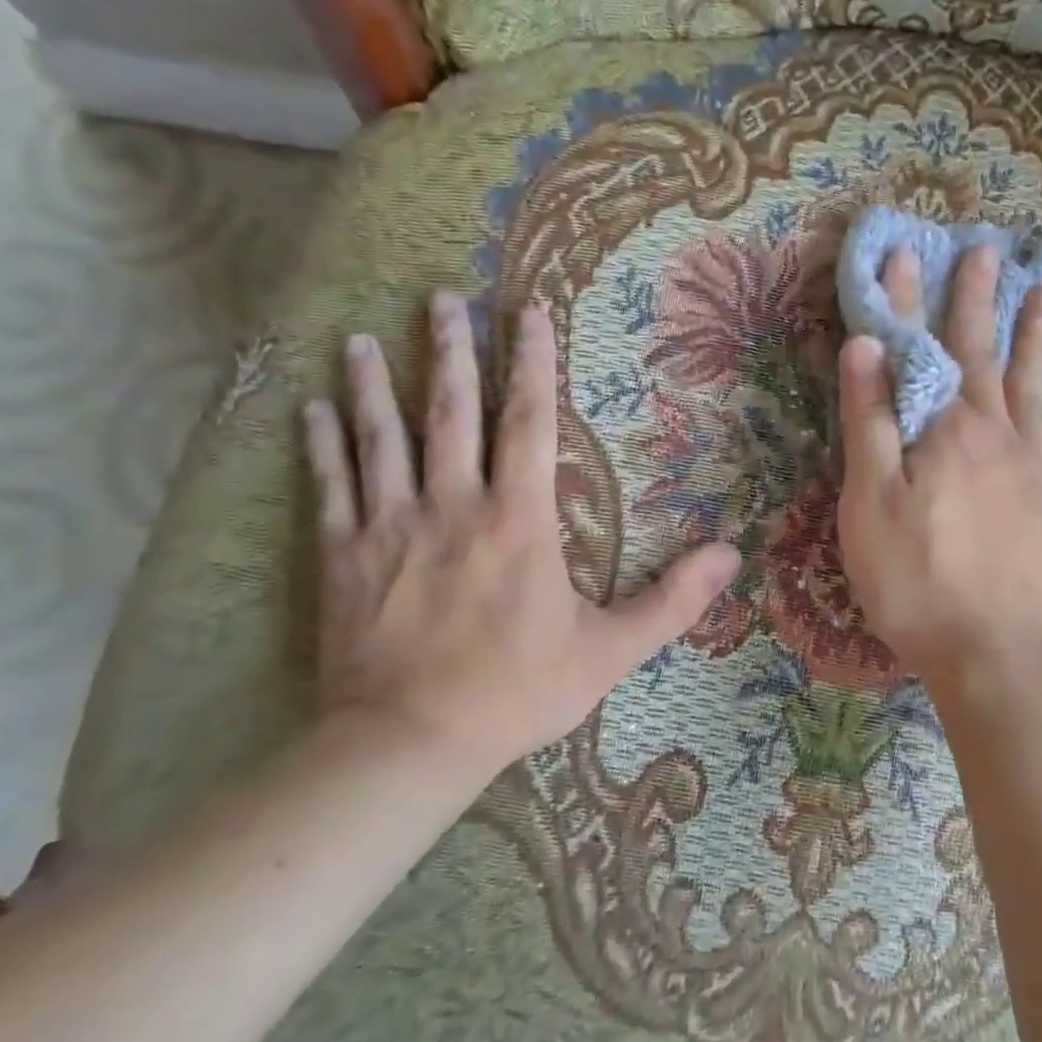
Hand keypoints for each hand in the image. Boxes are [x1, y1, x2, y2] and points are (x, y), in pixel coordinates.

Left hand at [303, 293, 739, 772]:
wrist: (410, 743)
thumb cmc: (518, 691)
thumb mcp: (611, 650)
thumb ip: (673, 600)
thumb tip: (731, 555)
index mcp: (519, 520)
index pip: (528, 424)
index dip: (532, 365)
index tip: (528, 314)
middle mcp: (453, 505)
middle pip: (451, 414)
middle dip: (451, 353)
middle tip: (442, 299)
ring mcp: (390, 527)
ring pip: (381, 439)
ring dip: (376, 385)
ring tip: (365, 337)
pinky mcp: (343, 557)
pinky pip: (330, 488)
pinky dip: (321, 445)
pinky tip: (310, 408)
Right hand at [836, 245, 1041, 687]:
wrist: (992, 648)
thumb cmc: (915, 578)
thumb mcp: (869, 502)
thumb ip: (869, 421)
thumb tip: (866, 345)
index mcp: (943, 429)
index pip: (919, 348)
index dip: (908, 300)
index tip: (904, 253)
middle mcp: (993, 431)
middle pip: (983, 352)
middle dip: (978, 299)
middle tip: (986, 251)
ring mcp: (1031, 463)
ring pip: (1034, 382)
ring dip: (1038, 335)